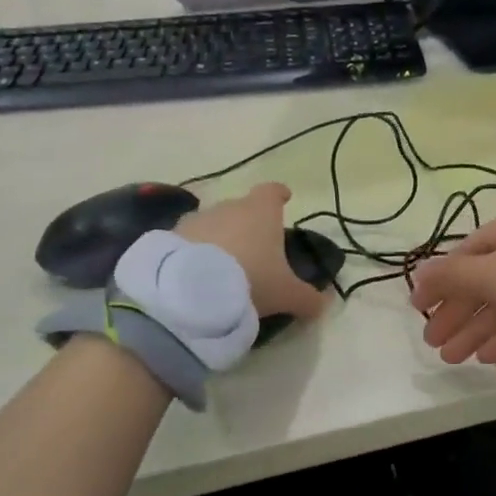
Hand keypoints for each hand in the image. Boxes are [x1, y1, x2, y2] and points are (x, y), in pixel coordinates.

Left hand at [175, 183, 329, 321]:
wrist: (190, 290)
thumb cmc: (250, 280)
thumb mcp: (286, 294)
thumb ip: (308, 298)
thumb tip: (324, 303)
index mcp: (261, 211)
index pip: (272, 192)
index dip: (279, 195)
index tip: (284, 198)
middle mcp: (229, 207)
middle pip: (242, 207)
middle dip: (248, 222)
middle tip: (255, 247)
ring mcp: (197, 219)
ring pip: (214, 223)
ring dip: (219, 237)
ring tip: (223, 264)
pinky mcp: (170, 236)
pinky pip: (189, 240)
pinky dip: (195, 251)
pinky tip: (196, 273)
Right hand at [410, 208, 495, 364]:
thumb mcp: (495, 274)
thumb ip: (452, 277)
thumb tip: (417, 273)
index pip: (463, 254)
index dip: (438, 282)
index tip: (416, 310)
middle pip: (483, 280)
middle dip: (456, 312)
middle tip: (432, 345)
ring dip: (477, 329)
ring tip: (453, 359)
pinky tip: (489, 357)